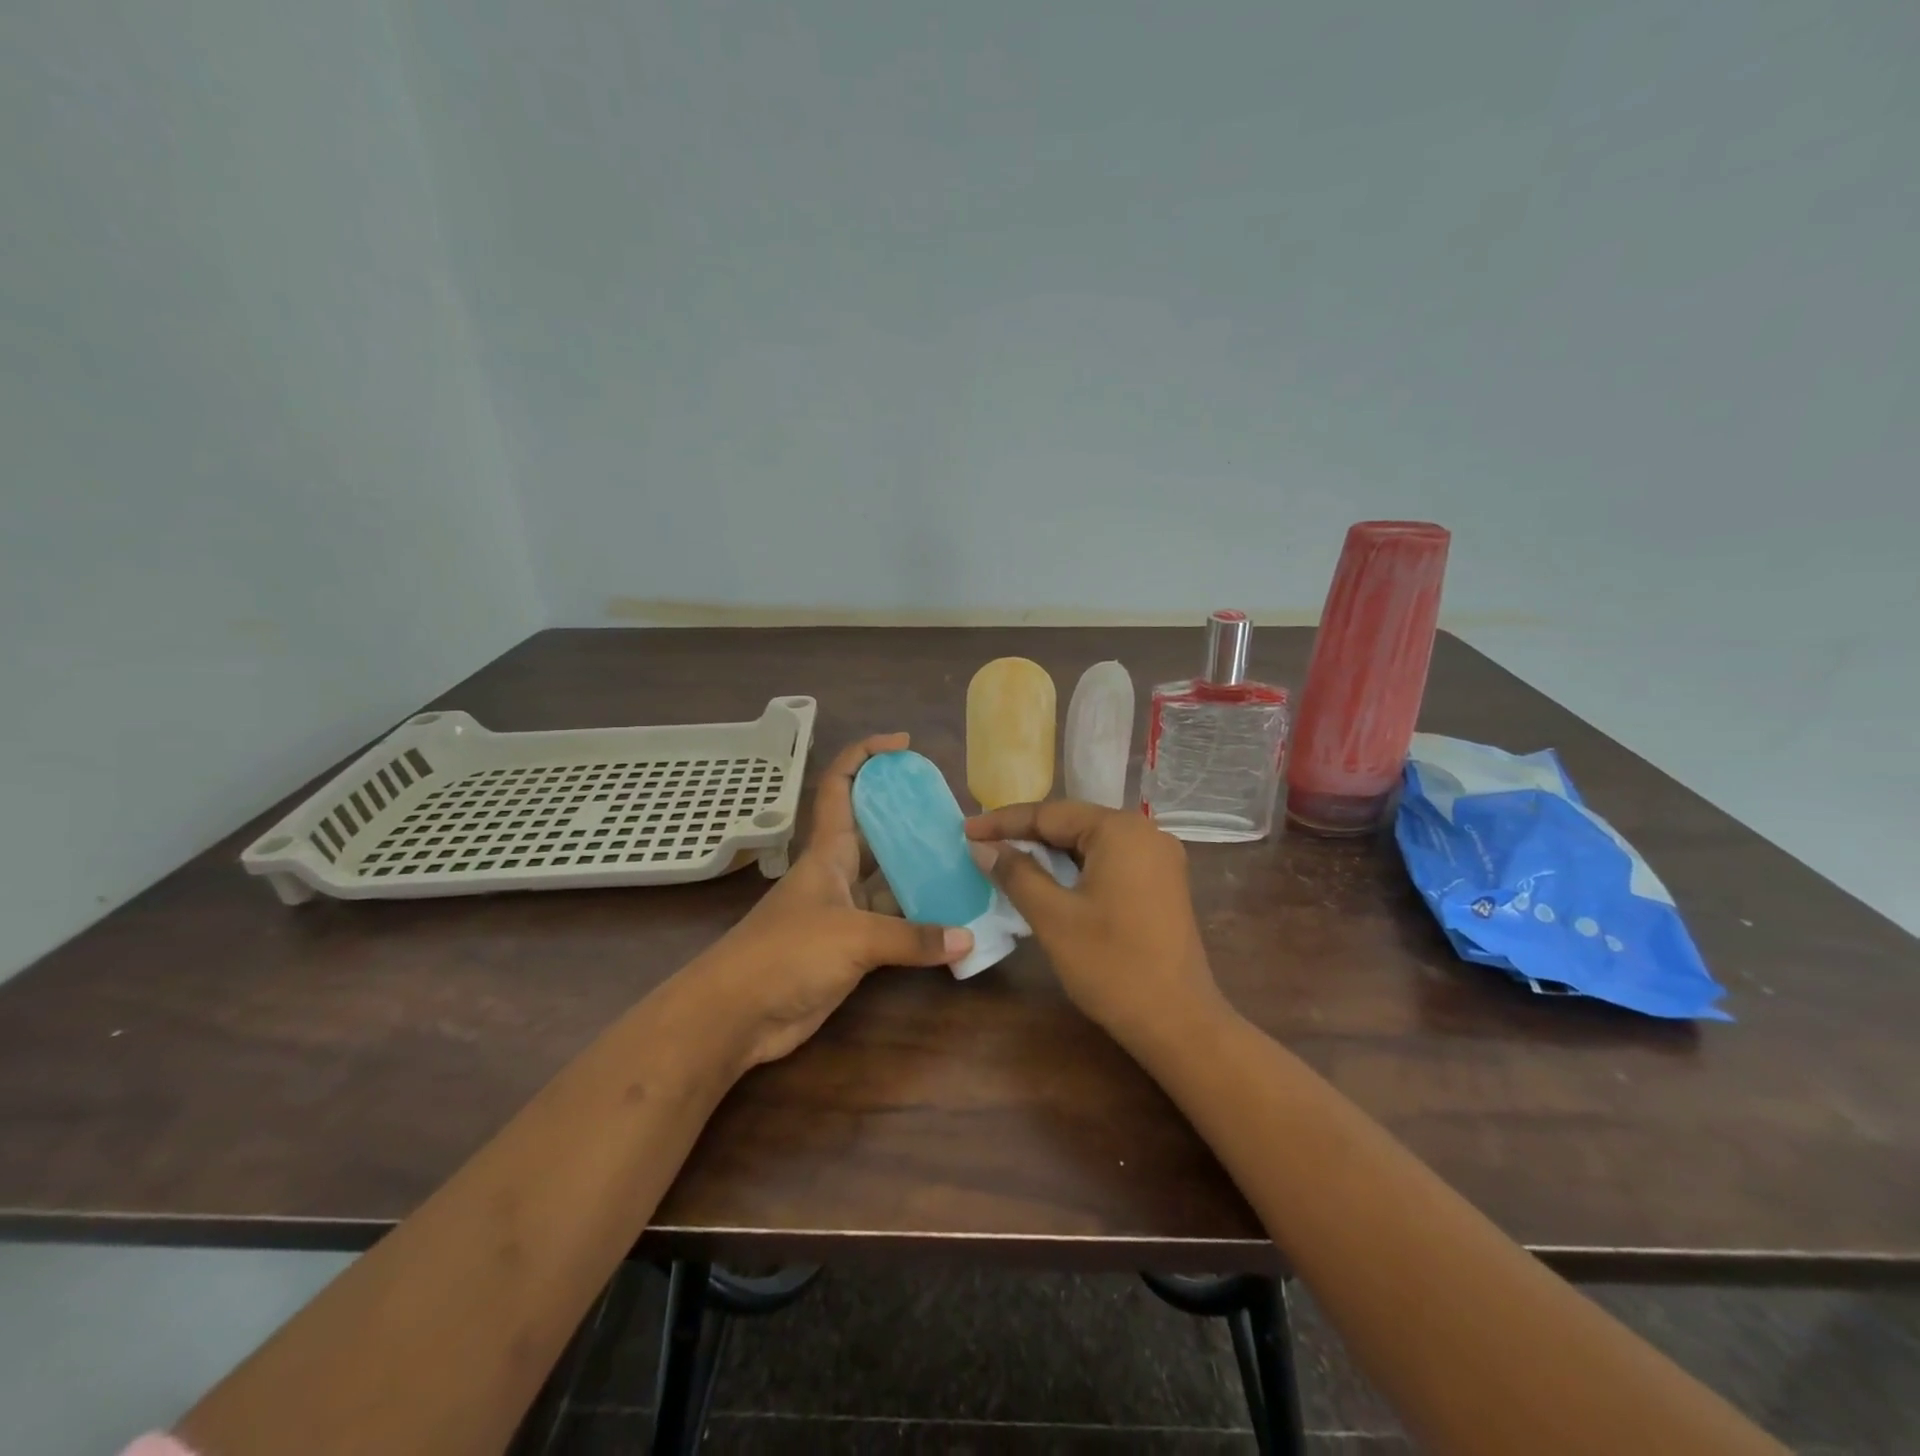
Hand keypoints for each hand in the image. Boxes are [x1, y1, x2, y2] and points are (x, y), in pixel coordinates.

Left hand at [696, 733, 971, 1068]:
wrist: (737, 1015)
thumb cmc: (787, 954)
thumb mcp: (853, 936)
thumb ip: (913, 937)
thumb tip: (968, 939)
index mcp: (828, 850)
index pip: (841, 785)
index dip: (866, 756)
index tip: (903, 745)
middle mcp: (838, 873)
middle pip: (877, 831)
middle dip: (910, 816)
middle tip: (956, 814)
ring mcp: (845, 911)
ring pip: (890, 880)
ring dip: (922, 872)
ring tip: (968, 862)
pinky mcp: (851, 948)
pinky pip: (894, 924)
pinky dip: (922, 923)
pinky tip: (955, 923)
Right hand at [964, 801, 1225, 1048]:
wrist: (1179, 1023)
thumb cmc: (1111, 966)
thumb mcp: (1053, 917)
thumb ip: (1016, 873)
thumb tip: (981, 846)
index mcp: (1120, 830)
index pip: (1050, 814)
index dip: (1003, 822)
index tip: (965, 829)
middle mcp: (1145, 832)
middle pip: (1073, 824)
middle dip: (1026, 835)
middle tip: (982, 844)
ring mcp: (1159, 859)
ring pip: (1090, 844)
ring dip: (1050, 853)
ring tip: (1007, 859)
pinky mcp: (1162, 884)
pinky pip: (1109, 862)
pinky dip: (1076, 868)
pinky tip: (1050, 881)